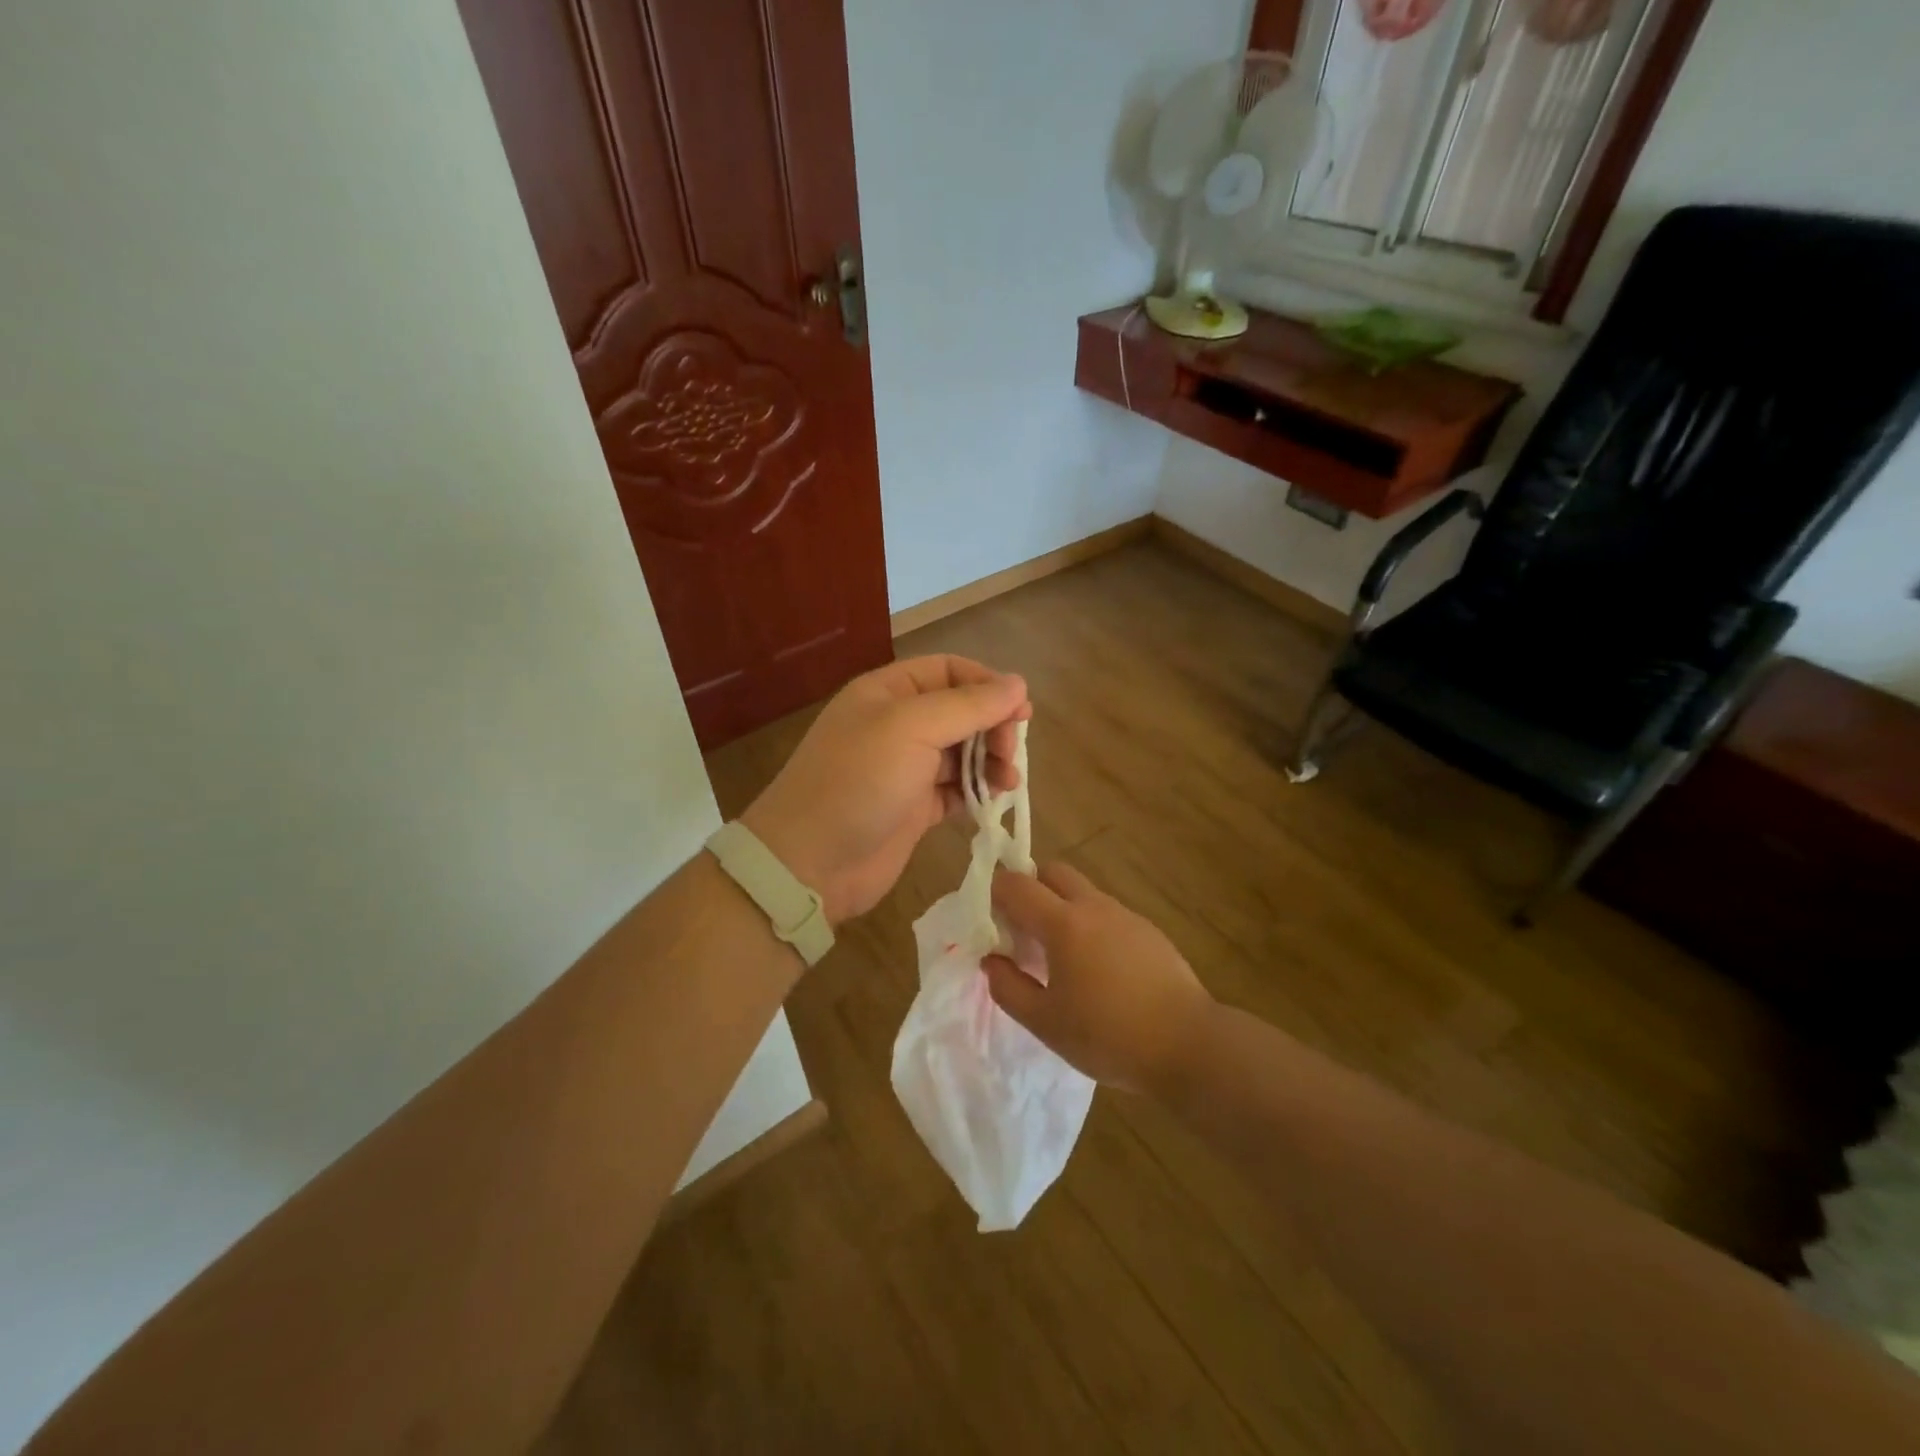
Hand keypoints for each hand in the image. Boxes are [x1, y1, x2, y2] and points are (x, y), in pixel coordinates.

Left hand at [740, 655, 1029, 926]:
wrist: (810, 862)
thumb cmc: (858, 782)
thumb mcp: (911, 728)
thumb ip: (968, 705)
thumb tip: (1018, 683)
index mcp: (888, 693)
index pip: (948, 671)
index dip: (987, 684)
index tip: (1020, 711)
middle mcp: (897, 725)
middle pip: (960, 711)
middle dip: (992, 726)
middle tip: (1011, 753)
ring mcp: (905, 768)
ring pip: (962, 752)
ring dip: (990, 761)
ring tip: (1008, 781)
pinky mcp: (914, 807)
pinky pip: (956, 789)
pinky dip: (977, 792)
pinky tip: (992, 800)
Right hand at [982, 864, 1216, 1094]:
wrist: (1188, 1044)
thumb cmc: (1108, 1036)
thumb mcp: (1045, 1023)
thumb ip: (1008, 988)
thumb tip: (991, 960)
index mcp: (1063, 923)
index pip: (1017, 885)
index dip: (996, 893)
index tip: (990, 920)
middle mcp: (1094, 907)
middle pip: (1054, 872)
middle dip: (1032, 888)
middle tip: (1024, 930)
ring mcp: (1126, 916)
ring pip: (1083, 892)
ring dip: (1062, 908)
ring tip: (1061, 957)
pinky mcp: (1149, 931)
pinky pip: (1108, 914)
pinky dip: (1091, 926)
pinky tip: (1099, 970)